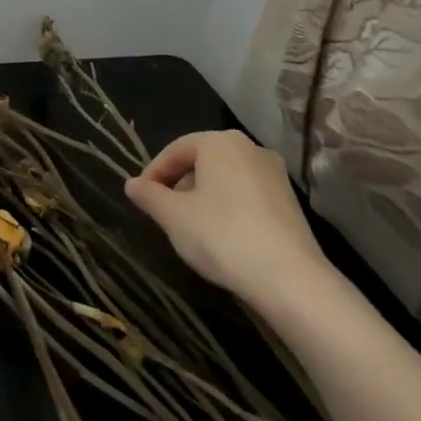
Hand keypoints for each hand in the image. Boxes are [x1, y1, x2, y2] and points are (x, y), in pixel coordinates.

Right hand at [123, 130, 331, 315]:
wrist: (289, 278)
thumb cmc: (221, 235)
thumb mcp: (174, 216)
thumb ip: (149, 196)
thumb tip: (131, 184)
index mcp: (220, 142)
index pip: (176, 149)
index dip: (153, 172)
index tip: (141, 198)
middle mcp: (250, 148)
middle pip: (202, 160)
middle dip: (179, 184)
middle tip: (163, 212)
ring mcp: (274, 174)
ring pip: (225, 178)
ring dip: (202, 196)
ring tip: (189, 226)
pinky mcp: (289, 201)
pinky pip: (246, 194)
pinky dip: (227, 207)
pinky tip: (220, 235)